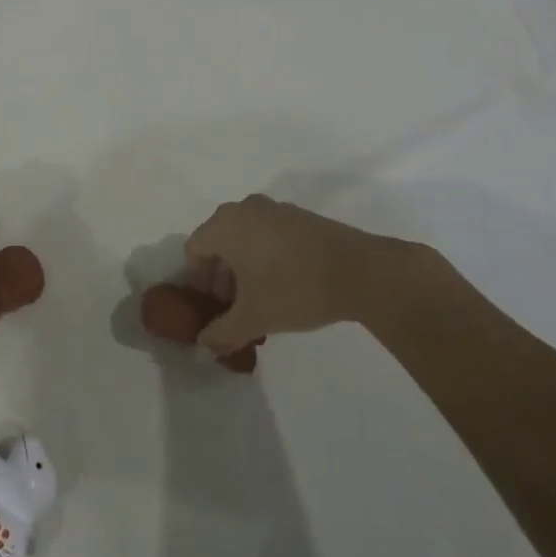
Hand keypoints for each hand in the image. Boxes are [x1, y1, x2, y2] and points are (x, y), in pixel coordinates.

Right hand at [183, 195, 446, 355]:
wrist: (361, 271)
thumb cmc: (294, 288)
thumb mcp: (253, 318)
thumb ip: (221, 333)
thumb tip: (202, 347)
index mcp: (225, 225)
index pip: (194, 250)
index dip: (197, 281)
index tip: (212, 307)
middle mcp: (244, 209)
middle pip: (218, 241)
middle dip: (220, 275)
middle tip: (233, 306)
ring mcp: (274, 209)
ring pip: (244, 237)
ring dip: (242, 266)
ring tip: (259, 298)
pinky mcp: (299, 216)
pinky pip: (267, 233)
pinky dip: (265, 255)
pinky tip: (283, 284)